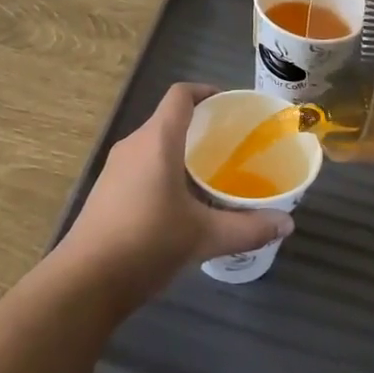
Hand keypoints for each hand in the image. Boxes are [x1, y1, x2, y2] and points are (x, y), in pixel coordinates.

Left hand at [53, 83, 294, 310]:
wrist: (85, 281)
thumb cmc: (147, 244)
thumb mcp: (204, 237)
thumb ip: (248, 228)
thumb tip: (288, 224)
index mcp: (156, 141)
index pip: (180, 95)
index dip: (205, 91)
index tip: (229, 105)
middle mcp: (133, 144)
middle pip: (167, 119)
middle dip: (199, 126)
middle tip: (230, 145)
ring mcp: (115, 168)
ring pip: (153, 144)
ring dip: (180, 150)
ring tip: (210, 174)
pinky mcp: (106, 190)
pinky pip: (140, 165)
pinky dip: (163, 169)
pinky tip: (180, 202)